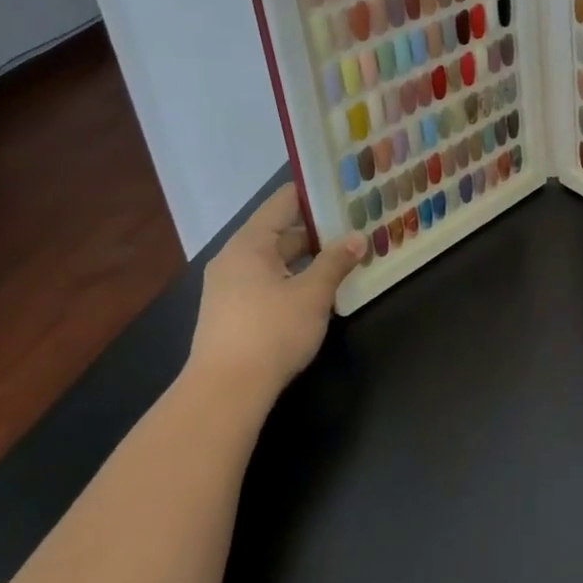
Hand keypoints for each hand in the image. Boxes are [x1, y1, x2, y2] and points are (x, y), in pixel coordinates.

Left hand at [183, 183, 363, 407]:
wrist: (225, 392)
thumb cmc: (271, 332)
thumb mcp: (313, 294)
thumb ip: (336, 262)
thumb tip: (358, 238)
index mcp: (250, 242)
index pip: (285, 200)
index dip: (316, 192)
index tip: (346, 189)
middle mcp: (235, 257)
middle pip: (281, 230)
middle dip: (319, 230)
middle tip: (357, 225)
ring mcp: (230, 285)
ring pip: (276, 259)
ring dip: (308, 257)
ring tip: (346, 256)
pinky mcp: (232, 311)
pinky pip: (268, 280)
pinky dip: (293, 278)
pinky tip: (319, 289)